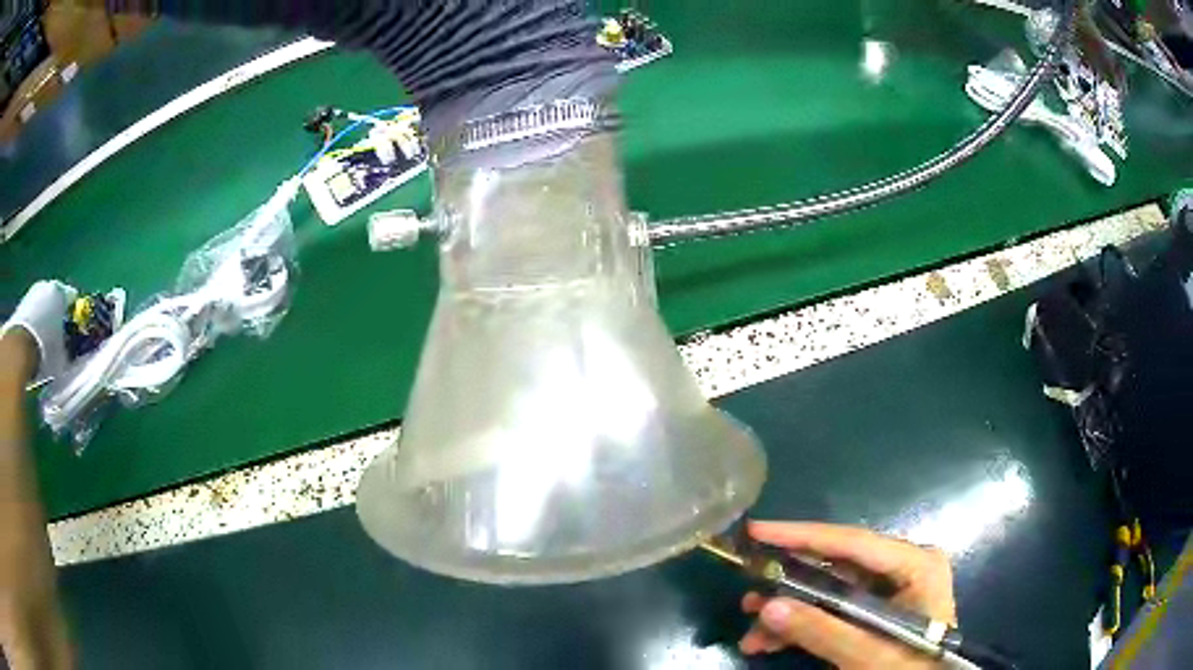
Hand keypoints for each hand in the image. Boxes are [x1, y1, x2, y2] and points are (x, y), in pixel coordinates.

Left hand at [2, 281, 76, 385]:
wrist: (20, 349)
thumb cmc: (44, 350)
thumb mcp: (61, 357)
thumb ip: (68, 349)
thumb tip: (70, 351)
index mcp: (61, 292)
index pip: (72, 300)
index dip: (73, 317)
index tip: (74, 333)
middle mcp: (47, 285)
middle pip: (55, 299)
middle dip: (56, 316)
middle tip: (57, 338)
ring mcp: (32, 292)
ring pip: (42, 306)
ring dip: (43, 320)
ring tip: (43, 344)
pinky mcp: (22, 303)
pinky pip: (31, 313)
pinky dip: (33, 324)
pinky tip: (33, 344)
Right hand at [739, 521, 955, 668]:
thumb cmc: (911, 668)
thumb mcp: (869, 655)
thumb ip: (823, 631)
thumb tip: (768, 605)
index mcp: (915, 564)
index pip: (852, 542)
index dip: (802, 536)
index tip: (757, 530)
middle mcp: (901, 568)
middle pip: (834, 568)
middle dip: (788, 587)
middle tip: (748, 595)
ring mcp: (887, 590)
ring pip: (826, 592)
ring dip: (788, 614)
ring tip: (751, 635)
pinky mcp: (873, 612)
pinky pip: (830, 611)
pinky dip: (800, 627)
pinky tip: (768, 643)